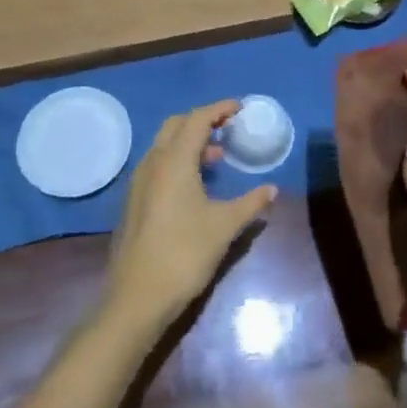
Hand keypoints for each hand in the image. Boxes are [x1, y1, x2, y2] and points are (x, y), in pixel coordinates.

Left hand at [104, 101, 276, 334]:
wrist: (137, 298)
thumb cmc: (184, 254)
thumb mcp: (224, 226)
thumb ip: (250, 203)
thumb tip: (272, 189)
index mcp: (174, 161)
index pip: (197, 119)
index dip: (219, 109)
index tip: (240, 108)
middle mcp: (153, 163)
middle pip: (176, 125)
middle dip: (202, 121)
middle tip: (228, 128)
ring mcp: (139, 182)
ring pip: (164, 145)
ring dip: (189, 141)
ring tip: (216, 157)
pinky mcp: (134, 201)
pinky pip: (157, 164)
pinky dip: (177, 159)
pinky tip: (195, 184)